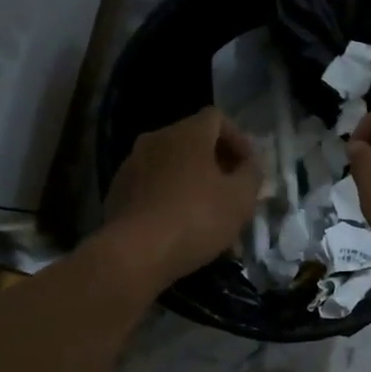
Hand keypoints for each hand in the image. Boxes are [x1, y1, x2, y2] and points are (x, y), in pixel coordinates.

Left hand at [101, 107, 260, 288]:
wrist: (135, 253)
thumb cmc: (196, 218)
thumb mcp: (240, 199)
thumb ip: (252, 175)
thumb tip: (250, 165)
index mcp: (186, 133)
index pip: (217, 118)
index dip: (239, 140)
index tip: (250, 169)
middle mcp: (156, 140)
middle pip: (194, 145)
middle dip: (219, 170)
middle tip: (235, 198)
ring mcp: (132, 166)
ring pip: (175, 172)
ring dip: (197, 191)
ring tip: (213, 225)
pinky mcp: (118, 193)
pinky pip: (155, 191)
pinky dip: (174, 204)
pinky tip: (185, 234)